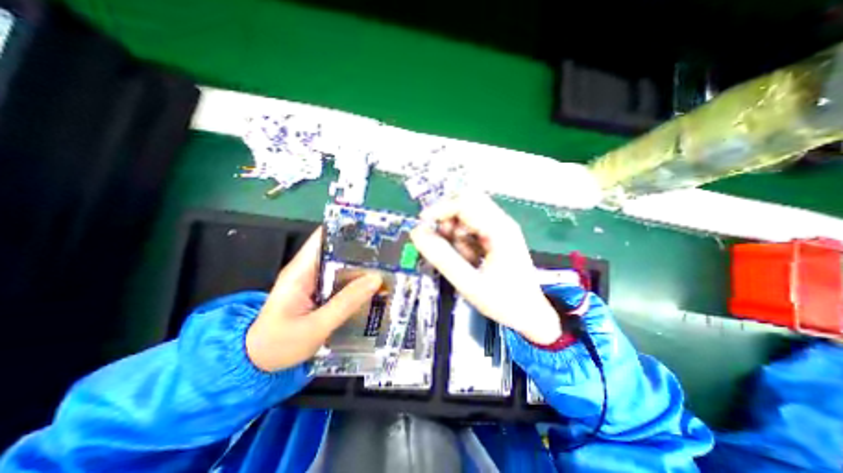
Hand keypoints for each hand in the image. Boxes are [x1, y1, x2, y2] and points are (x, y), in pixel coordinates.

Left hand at [244, 228, 382, 370]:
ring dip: (362, 266)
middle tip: (388, 252)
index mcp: (301, 271)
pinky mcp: (320, 292)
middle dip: (361, 249)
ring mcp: (315, 281)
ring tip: (388, 266)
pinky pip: (342, 281)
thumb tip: (375, 279)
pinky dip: (357, 281)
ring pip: (342, 266)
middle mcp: (308, 270)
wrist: (258, 364)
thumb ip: (345, 303)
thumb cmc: (279, 344)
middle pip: (337, 250)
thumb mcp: (315, 327)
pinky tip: (374, 285)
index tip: (372, 230)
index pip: (323, 238)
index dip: (346, 230)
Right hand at [410, 195, 561, 345]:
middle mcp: (501, 222)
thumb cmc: (504, 302)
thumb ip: (442, 258)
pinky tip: (468, 258)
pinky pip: (472, 227)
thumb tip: (417, 234)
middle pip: (468, 201)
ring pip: (468, 213)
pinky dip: (463, 239)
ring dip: (455, 230)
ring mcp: (500, 228)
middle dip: (448, 217)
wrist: (531, 315)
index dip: (440, 209)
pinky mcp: (496, 236)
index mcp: (499, 230)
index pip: (464, 203)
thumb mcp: (469, 283)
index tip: (422, 225)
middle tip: (439, 238)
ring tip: (459, 256)